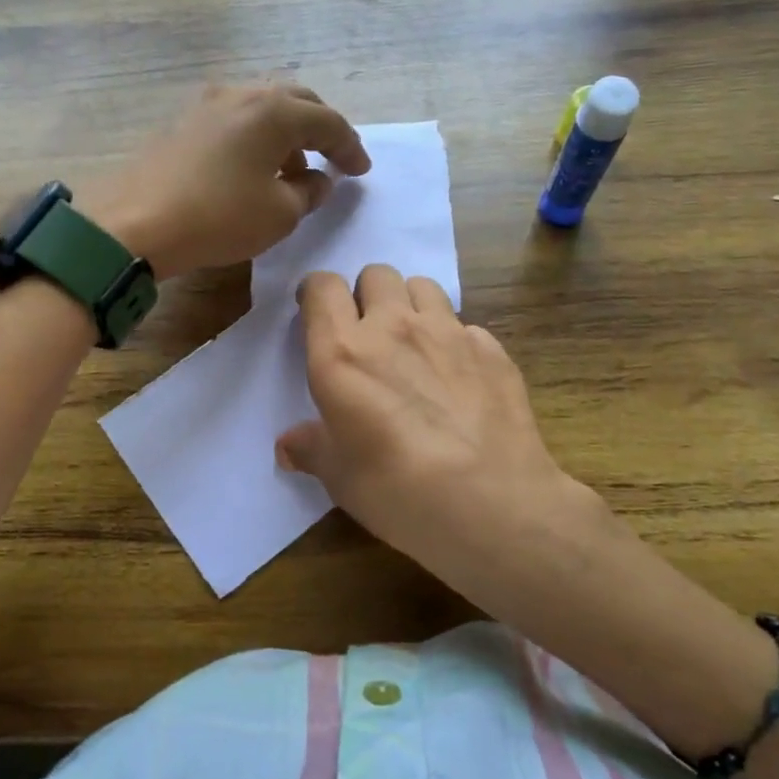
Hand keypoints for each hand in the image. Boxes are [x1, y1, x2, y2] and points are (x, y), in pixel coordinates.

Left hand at [78, 85, 368, 280]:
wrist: (136, 222)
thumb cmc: (219, 217)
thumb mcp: (279, 214)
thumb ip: (308, 192)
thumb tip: (318, 180)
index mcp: (274, 112)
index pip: (328, 123)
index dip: (350, 148)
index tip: (361, 172)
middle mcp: (242, 95)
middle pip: (295, 101)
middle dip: (320, 128)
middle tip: (333, 156)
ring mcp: (206, 104)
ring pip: (261, 107)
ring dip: (285, 132)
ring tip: (292, 166)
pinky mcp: (181, 122)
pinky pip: (233, 120)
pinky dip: (254, 137)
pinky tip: (251, 166)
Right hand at [276, 264, 596, 582]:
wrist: (489, 503)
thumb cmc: (396, 489)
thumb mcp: (339, 476)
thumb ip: (311, 448)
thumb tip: (287, 445)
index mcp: (343, 352)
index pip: (323, 287)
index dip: (317, 293)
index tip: (317, 314)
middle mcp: (394, 327)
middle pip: (376, 274)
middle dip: (367, 295)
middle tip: (369, 333)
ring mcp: (448, 332)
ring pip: (423, 286)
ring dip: (411, 305)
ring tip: (414, 343)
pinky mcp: (491, 349)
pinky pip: (465, 326)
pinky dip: (455, 341)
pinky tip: (459, 377)